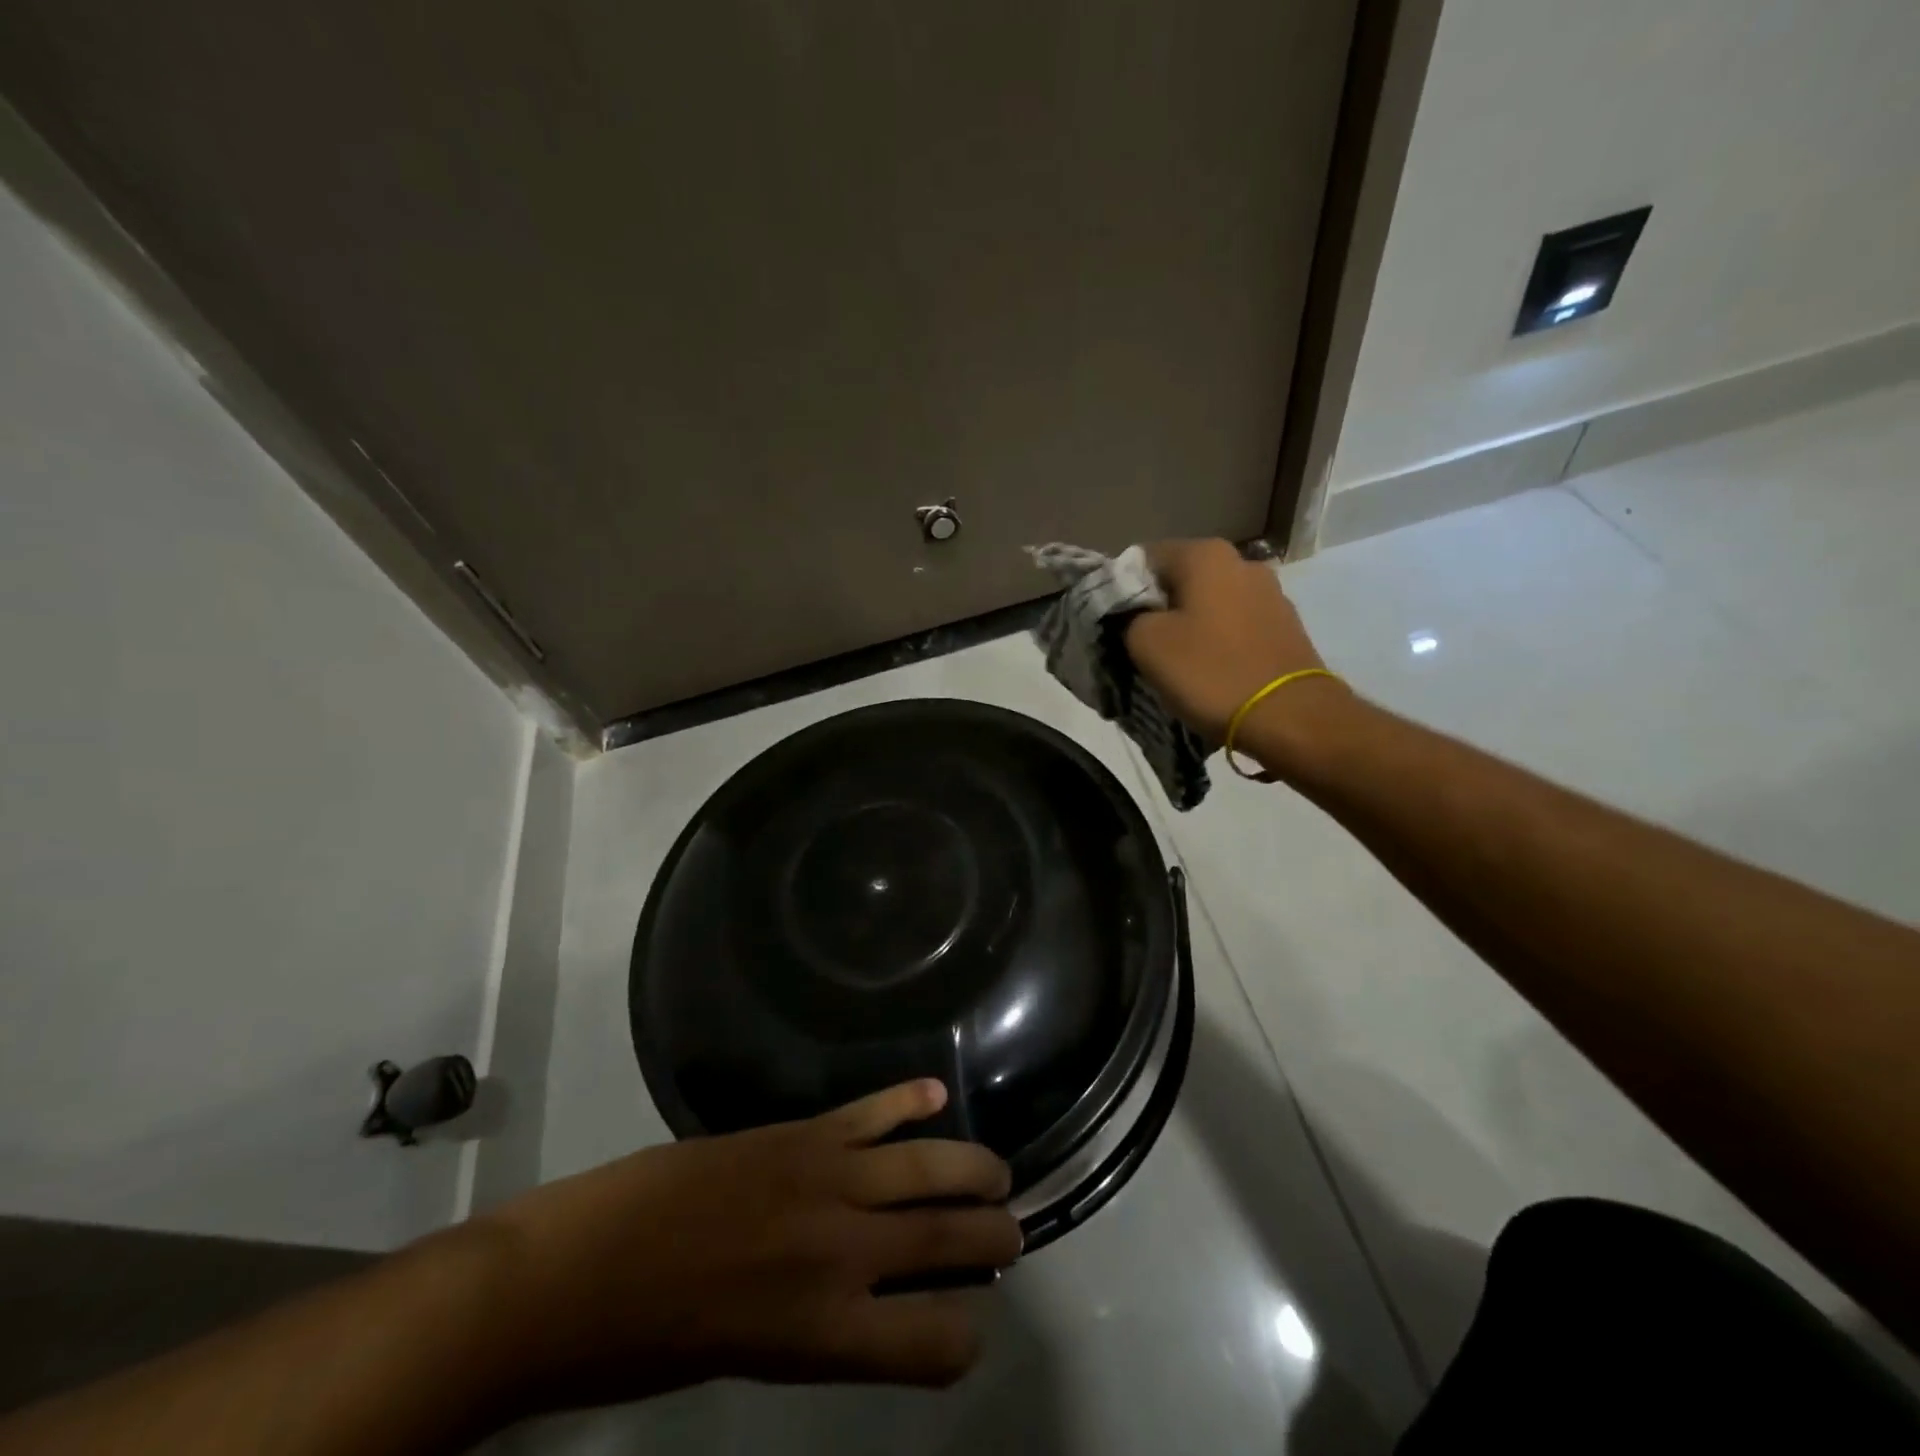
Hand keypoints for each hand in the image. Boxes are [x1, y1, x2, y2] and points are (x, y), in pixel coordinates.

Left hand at [466, 1080, 1020, 1414]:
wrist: (576, 1271)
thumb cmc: (651, 1344)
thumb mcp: (747, 1358)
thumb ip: (817, 1326)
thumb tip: (868, 1295)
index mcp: (826, 1332)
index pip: (935, 1344)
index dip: (962, 1337)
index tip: (967, 1321)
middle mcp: (842, 1254)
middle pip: (948, 1242)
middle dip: (992, 1238)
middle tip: (1012, 1233)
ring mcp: (824, 1181)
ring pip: (926, 1168)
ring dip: (973, 1168)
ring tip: (998, 1173)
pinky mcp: (799, 1133)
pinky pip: (870, 1112)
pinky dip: (907, 1101)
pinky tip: (935, 1095)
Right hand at [1125, 539, 1337, 744]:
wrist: (1290, 718)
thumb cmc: (1211, 672)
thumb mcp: (1146, 643)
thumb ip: (1127, 616)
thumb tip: (1132, 613)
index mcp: (1205, 554)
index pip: (1142, 559)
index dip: (1122, 591)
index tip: (1115, 627)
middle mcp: (1241, 561)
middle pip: (1178, 580)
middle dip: (1156, 610)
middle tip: (1140, 649)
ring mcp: (1269, 593)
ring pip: (1207, 604)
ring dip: (1187, 628)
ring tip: (1176, 665)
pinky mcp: (1285, 625)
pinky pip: (1234, 626)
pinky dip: (1216, 642)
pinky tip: (1210, 671)